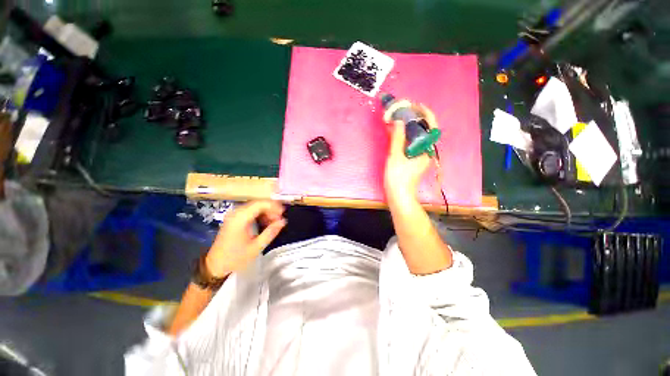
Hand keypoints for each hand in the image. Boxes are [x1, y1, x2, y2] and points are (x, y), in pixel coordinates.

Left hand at [205, 200, 285, 276]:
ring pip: (255, 206)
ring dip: (266, 212)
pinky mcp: (233, 218)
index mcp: (240, 219)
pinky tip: (265, 223)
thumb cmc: (236, 258)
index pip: (260, 204)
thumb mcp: (256, 247)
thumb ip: (271, 232)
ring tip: (274, 222)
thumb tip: (283, 221)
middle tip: (279, 219)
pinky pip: (250, 211)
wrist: (215, 266)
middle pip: (258, 203)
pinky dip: (259, 214)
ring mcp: (233, 215)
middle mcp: (236, 213)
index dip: (274, 206)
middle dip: (271, 209)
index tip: (283, 214)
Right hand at [384, 104, 435, 203]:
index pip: (431, 127)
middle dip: (415, 119)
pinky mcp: (413, 160)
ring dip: (409, 127)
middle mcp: (426, 151)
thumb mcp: (395, 157)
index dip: (425, 114)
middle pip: (424, 131)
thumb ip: (397, 138)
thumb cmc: (398, 178)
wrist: (399, 196)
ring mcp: (420, 156)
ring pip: (417, 137)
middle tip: (404, 111)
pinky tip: (397, 133)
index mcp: (426, 150)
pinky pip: (411, 143)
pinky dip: (405, 136)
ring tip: (399, 118)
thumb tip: (399, 121)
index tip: (416, 105)